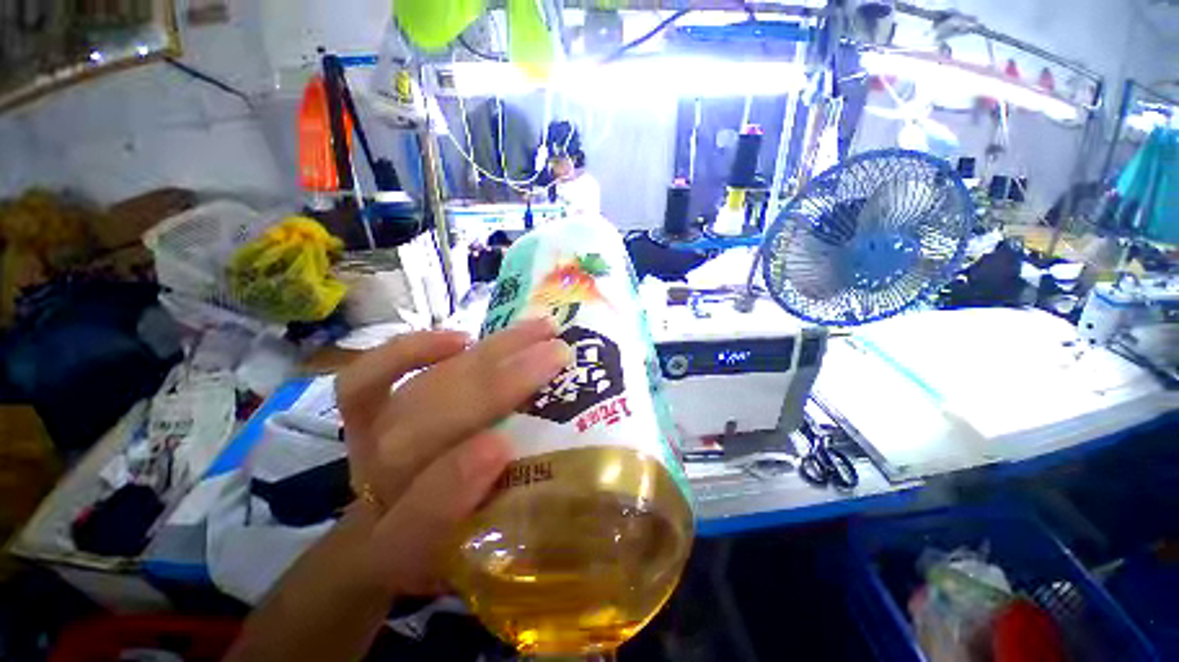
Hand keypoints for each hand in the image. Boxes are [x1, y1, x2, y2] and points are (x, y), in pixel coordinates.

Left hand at [335, 319, 569, 595]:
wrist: (379, 537)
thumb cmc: (441, 544)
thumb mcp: (478, 554)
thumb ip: (506, 523)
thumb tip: (526, 458)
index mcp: (403, 546)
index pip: (419, 518)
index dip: (457, 482)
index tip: (507, 445)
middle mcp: (379, 489)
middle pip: (426, 429)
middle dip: (496, 387)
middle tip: (556, 355)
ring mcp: (368, 444)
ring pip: (425, 388)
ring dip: (487, 354)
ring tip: (539, 330)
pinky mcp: (363, 415)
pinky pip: (366, 377)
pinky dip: (410, 350)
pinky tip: (462, 337)